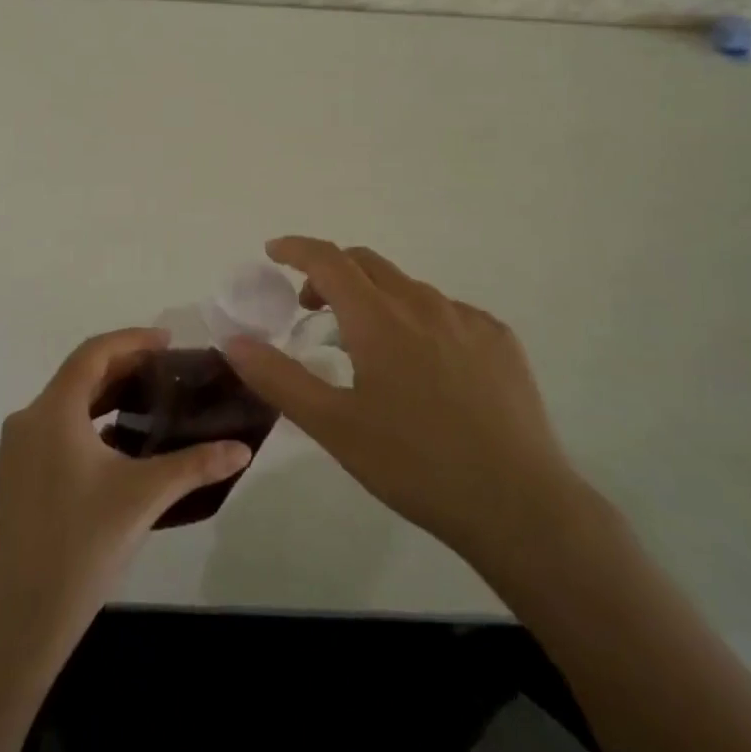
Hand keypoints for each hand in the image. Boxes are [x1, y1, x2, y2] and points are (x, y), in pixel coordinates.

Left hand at [0, 327, 253, 655]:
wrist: (23, 619)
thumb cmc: (83, 544)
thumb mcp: (145, 496)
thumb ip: (196, 465)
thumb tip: (243, 449)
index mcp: (53, 412)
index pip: (93, 353)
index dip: (132, 340)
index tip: (168, 341)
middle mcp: (27, 421)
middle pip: (78, 376)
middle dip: (123, 367)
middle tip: (166, 372)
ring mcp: (15, 452)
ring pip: (65, 404)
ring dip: (105, 396)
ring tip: (147, 403)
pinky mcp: (14, 478)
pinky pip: (54, 431)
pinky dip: (87, 424)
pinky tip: (118, 446)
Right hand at [225, 237, 584, 568]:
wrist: (517, 503)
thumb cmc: (413, 464)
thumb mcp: (334, 426)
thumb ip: (278, 378)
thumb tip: (233, 341)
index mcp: (379, 318)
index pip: (329, 259)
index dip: (297, 249)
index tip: (274, 252)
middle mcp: (423, 303)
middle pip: (367, 263)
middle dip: (331, 273)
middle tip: (312, 306)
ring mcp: (467, 318)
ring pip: (408, 288)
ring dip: (375, 298)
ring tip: (366, 346)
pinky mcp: (499, 339)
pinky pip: (446, 312)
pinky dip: (417, 320)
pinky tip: (424, 367)